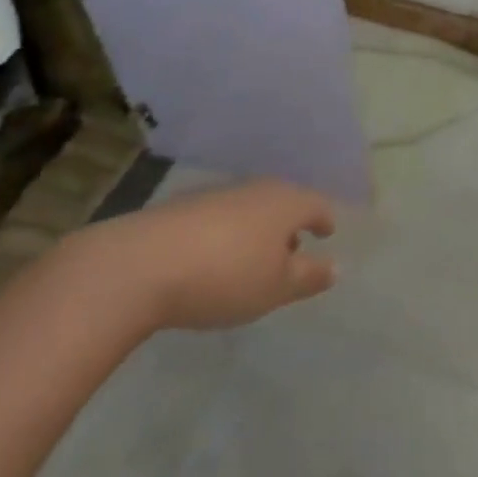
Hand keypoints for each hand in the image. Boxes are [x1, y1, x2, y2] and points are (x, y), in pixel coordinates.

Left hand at [63, 179, 337, 333]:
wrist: (142, 264)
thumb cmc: (225, 276)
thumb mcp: (275, 288)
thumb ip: (308, 277)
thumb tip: (336, 267)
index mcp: (286, 202)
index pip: (316, 204)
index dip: (324, 219)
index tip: (327, 232)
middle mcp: (256, 189)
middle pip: (283, 201)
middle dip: (290, 223)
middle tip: (292, 249)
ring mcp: (218, 194)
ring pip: (251, 207)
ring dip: (258, 228)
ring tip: (253, 258)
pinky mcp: (184, 207)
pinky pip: (220, 216)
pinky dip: (228, 232)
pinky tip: (215, 257)